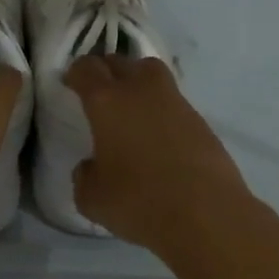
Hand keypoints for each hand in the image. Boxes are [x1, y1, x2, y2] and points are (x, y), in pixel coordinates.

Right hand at [64, 55, 251, 252]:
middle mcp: (140, 91)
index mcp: (107, 102)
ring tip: (131, 110)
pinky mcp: (201, 121)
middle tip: (100, 92)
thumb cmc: (139, 202)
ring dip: (138, 83)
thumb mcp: (92, 198)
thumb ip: (85, 175)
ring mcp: (175, 102)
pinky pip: (173, 102)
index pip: (86, 68)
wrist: (207, 216)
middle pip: (121, 61)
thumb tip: (92, 166)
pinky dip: (161, 110)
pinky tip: (158, 137)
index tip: (71, 84)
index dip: (76, 73)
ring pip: (152, 74)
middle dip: (107, 70)